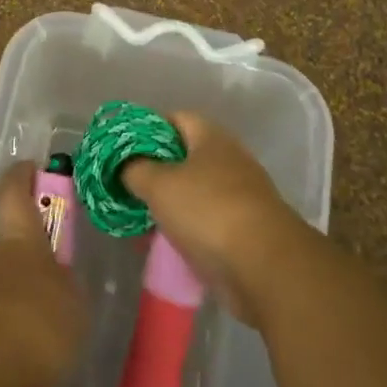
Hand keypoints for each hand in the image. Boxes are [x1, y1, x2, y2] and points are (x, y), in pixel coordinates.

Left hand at [0, 165, 87, 386]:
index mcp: (20, 233)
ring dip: (27, 282)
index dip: (23, 174)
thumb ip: (70, 286)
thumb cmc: (36, 317)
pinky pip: (2, 308)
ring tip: (59, 305)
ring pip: (7, 272)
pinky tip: (41, 338)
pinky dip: (20, 315)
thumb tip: (65, 280)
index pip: (14, 188)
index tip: (35, 167)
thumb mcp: (74, 302)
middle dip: (35, 242)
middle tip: (64, 256)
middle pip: (12, 234)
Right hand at [121, 114, 310, 323]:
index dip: (146, 128)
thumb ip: (134, 169)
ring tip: (137, 215)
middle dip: (154, 170)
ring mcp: (239, 197)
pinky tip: (161, 242)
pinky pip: (204, 222)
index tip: (122, 148)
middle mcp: (229, 160)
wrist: (265, 268)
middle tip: (125, 184)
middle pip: (184, 156)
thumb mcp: (159, 184)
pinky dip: (183, 228)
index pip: (175, 118)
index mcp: (212, 138)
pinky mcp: (243, 231)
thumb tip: (124, 166)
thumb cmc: (208, 211)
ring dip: (167, 203)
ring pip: (193, 191)